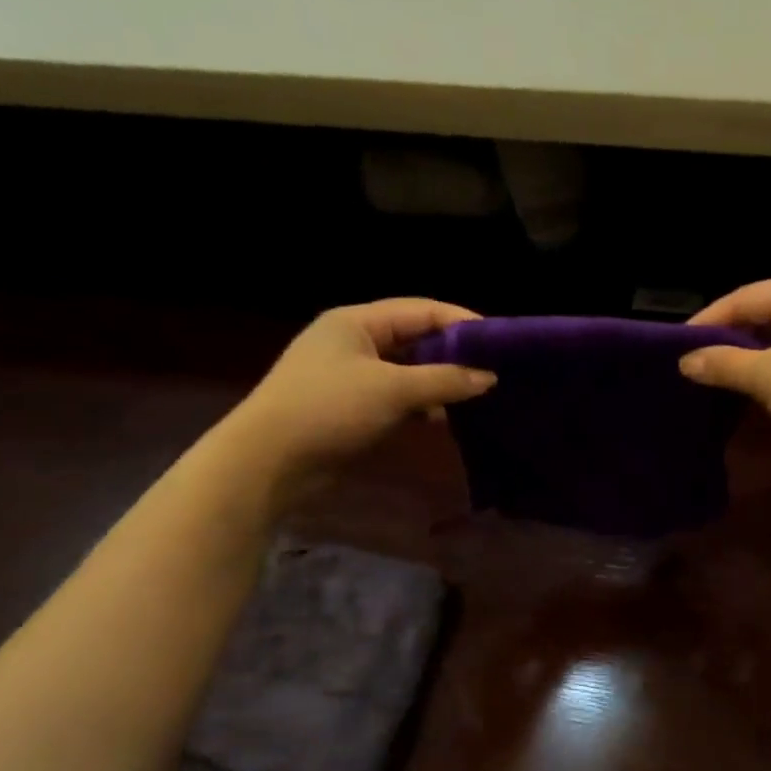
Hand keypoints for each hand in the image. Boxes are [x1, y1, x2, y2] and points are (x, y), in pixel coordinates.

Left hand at [225, 298, 493, 479]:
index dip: (461, 322)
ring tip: (478, 395)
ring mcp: (351, 376)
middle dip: (454, 354)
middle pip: (415, 339)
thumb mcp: (392, 390)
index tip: (500, 341)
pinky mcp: (351, 408)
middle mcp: (354, 342)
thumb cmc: (330, 409)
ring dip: (439, 382)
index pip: (420, 310)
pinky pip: (396, 398)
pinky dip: (421, 405)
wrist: (270, 461)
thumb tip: (489, 377)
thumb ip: (444, 380)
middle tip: (494, 369)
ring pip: (408, 371)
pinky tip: (445, 418)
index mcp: (357, 322)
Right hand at [679, 275, 770, 458]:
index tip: (679, 346)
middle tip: (700, 363)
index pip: (746, 296)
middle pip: (769, 313)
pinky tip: (766, 391)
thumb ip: (723, 364)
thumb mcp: (768, 377)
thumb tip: (686, 361)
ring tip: (726, 378)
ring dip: (756, 357)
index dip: (709, 320)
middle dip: (733, 338)